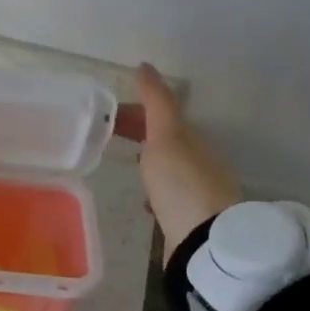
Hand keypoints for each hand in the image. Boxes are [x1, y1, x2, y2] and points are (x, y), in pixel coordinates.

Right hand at [114, 63, 244, 256]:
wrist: (206, 244)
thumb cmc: (183, 184)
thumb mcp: (166, 136)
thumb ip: (156, 102)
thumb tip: (145, 65)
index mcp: (191, 140)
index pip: (158, 116)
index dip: (131, 112)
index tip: (103, 115)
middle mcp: (197, 163)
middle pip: (163, 140)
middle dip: (137, 133)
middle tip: (104, 135)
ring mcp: (195, 193)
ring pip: (166, 167)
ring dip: (146, 161)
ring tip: (120, 162)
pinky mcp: (189, 220)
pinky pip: (168, 196)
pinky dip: (153, 191)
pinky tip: (142, 201)